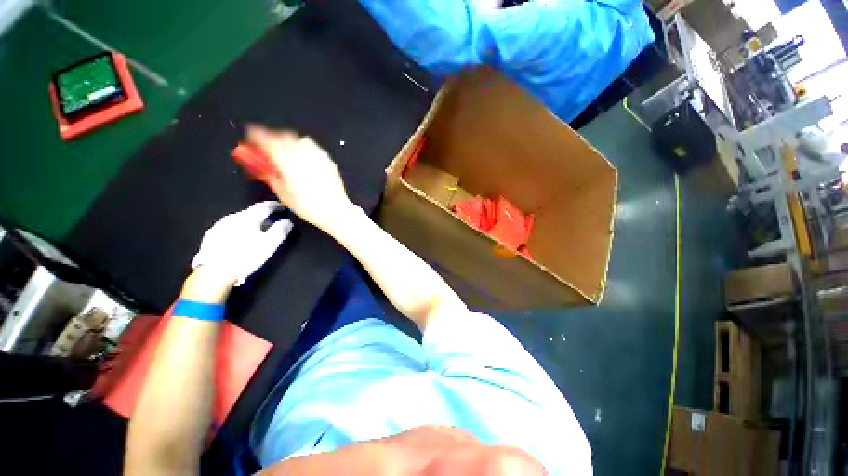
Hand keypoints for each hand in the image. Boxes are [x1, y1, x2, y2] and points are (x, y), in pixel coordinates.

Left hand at [191, 201, 292, 285]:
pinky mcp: (210, 236)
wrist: (215, 272)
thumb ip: (280, 230)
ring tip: (255, 230)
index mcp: (248, 218)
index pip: (264, 206)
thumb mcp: (269, 244)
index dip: (274, 206)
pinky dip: (237, 230)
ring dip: (248, 223)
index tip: (282, 207)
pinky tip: (238, 239)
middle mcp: (232, 217)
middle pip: (250, 212)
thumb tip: (287, 222)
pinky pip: (228, 228)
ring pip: (238, 220)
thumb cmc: (246, 257)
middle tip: (271, 220)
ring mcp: (219, 226)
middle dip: (261, 215)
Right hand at [245, 125, 350, 228]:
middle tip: (267, 145)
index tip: (251, 136)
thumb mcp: (283, 194)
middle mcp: (304, 155)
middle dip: (273, 137)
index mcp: (288, 162)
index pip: (268, 141)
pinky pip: (314, 149)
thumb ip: (270, 176)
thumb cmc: (309, 206)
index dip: (257, 136)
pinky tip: (304, 159)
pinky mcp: (329, 161)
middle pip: (285, 136)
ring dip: (291, 141)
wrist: (335, 210)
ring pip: (301, 140)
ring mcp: (319, 157)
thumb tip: (262, 167)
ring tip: (286, 151)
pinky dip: (305, 149)